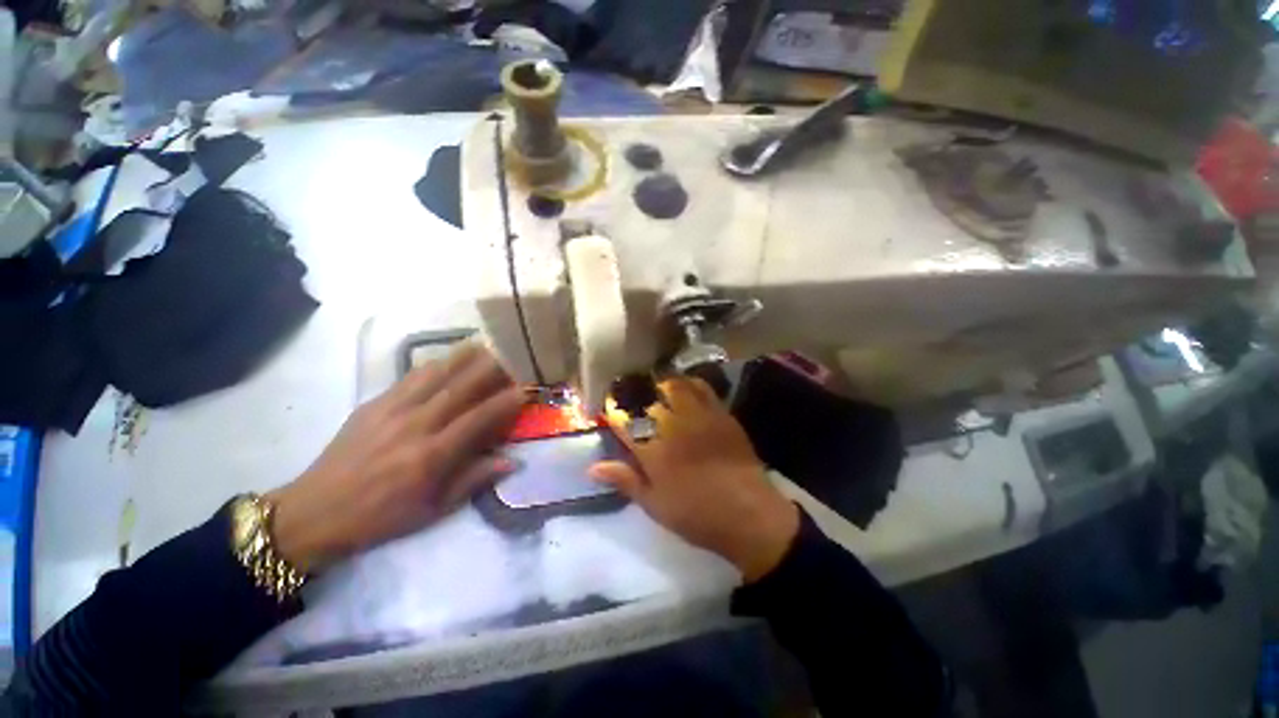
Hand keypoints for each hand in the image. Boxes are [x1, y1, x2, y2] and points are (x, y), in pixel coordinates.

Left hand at [267, 342, 522, 570]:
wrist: (315, 511)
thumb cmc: (381, 516)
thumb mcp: (433, 510)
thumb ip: (474, 481)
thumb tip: (512, 462)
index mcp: (431, 456)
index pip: (479, 418)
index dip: (506, 401)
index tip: (526, 387)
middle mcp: (415, 425)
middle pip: (461, 387)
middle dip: (492, 368)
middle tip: (513, 354)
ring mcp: (392, 410)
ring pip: (436, 374)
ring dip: (465, 357)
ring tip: (487, 345)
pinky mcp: (373, 404)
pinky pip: (410, 377)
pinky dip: (435, 364)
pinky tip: (448, 358)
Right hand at [590, 377, 799, 581]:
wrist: (748, 513)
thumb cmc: (696, 514)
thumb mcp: (655, 504)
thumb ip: (625, 480)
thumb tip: (592, 467)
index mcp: (652, 450)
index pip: (625, 421)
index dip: (614, 411)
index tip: (609, 407)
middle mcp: (672, 426)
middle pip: (649, 398)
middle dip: (637, 393)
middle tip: (633, 393)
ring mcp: (698, 416)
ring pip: (675, 386)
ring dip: (662, 383)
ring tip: (657, 386)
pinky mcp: (720, 413)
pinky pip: (702, 389)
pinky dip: (690, 383)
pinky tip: (687, 386)